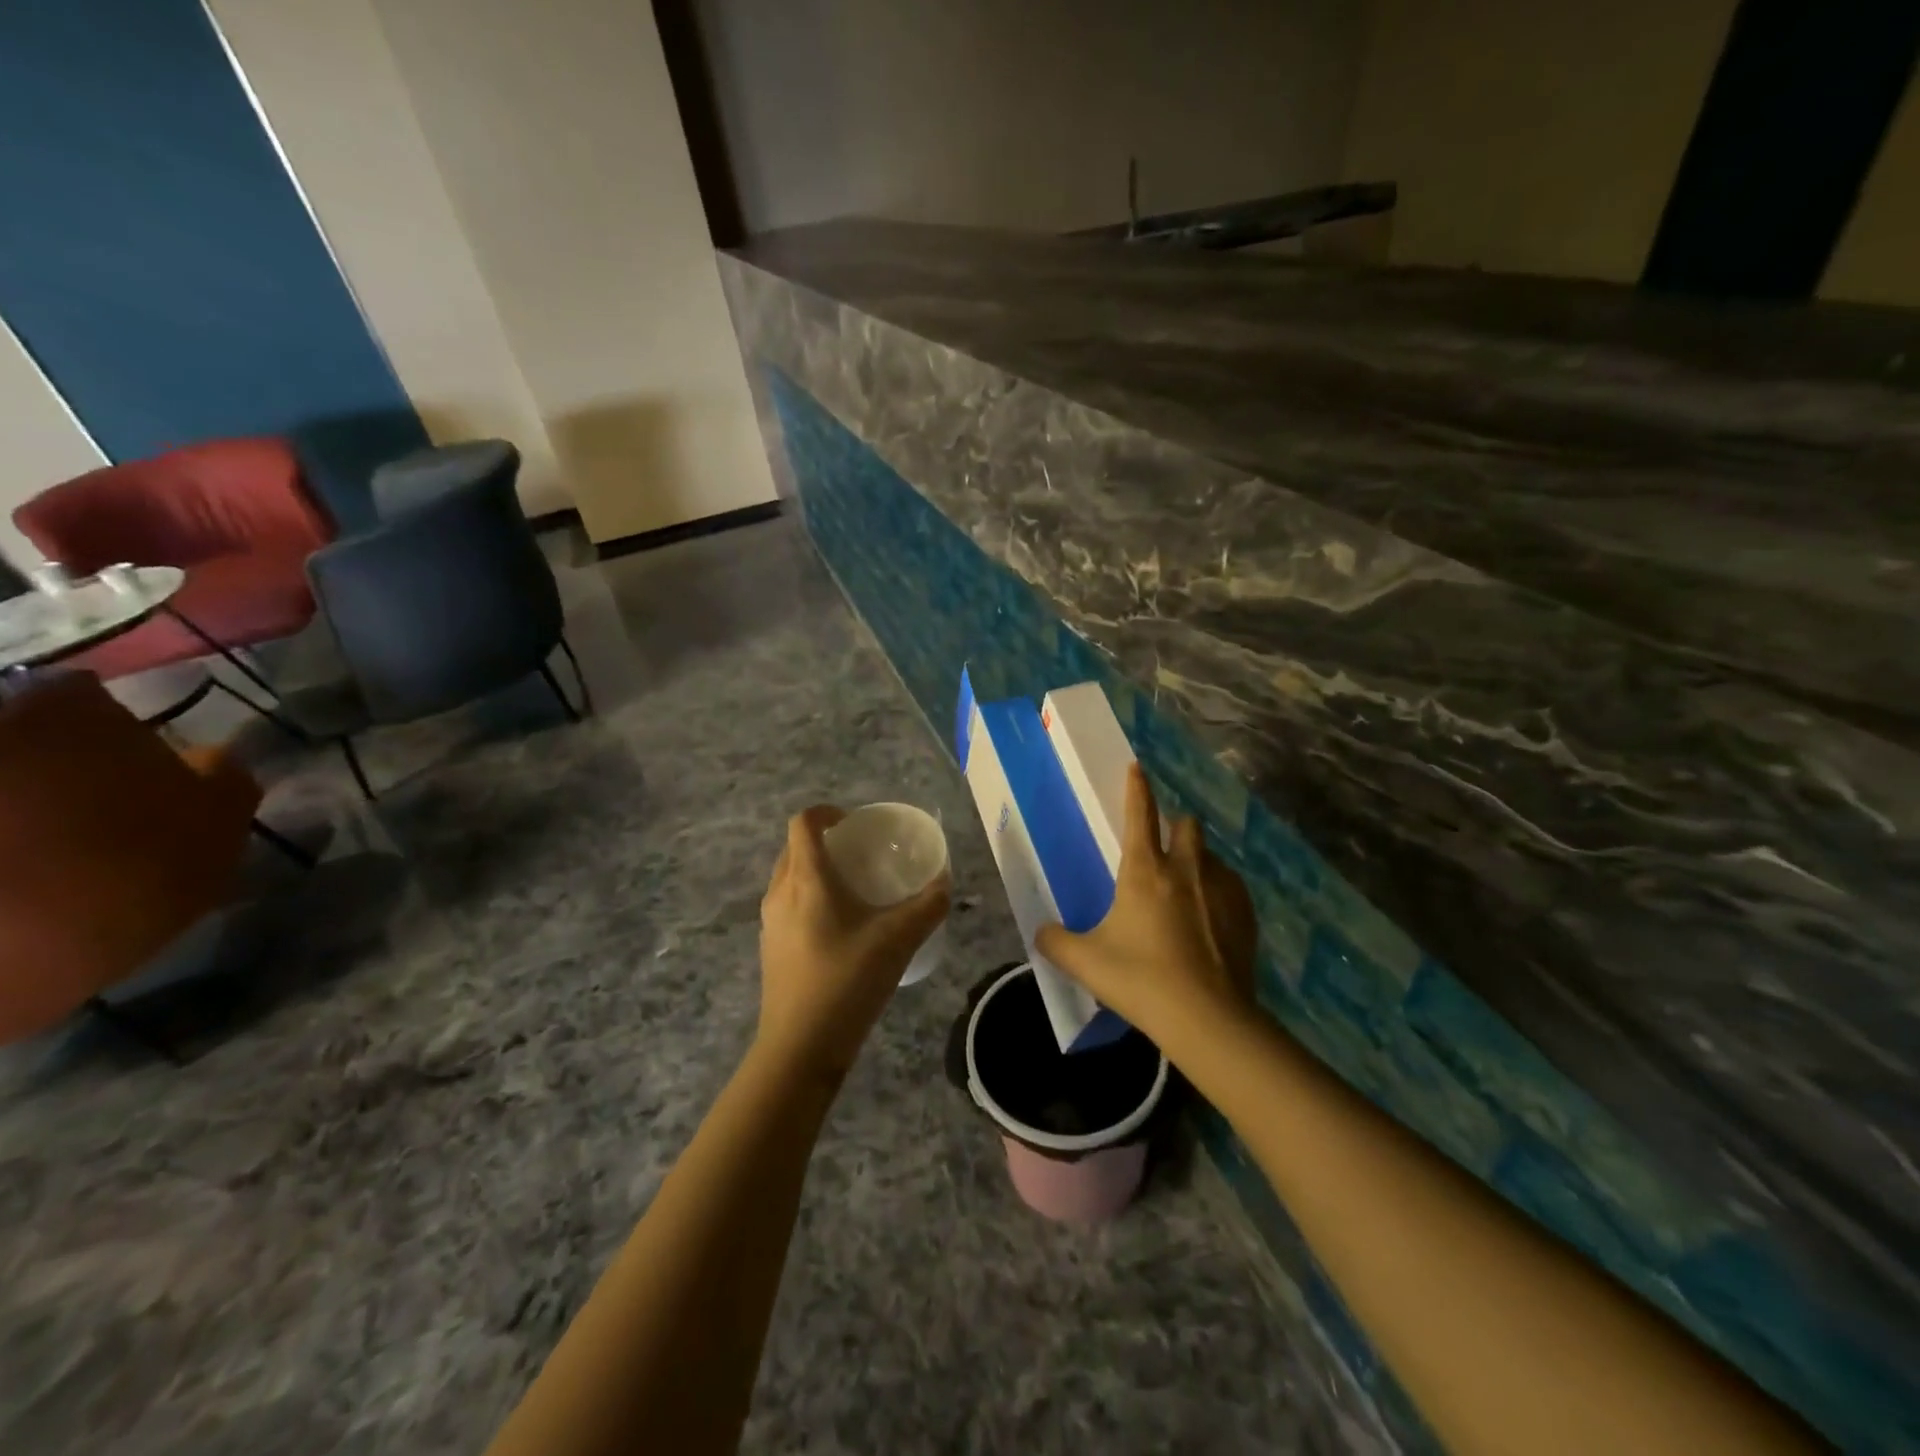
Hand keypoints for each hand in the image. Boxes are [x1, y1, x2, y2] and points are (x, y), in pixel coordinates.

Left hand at [757, 806, 950, 1080]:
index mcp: (807, 880)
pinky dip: (808, 898)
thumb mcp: (898, 940)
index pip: (803, 823)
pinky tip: (838, 928)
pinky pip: (787, 904)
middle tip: (860, 853)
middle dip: (824, 841)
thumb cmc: (847, 982)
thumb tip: (945, 882)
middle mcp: (780, 893)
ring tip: (851, 889)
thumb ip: (927, 906)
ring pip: (788, 877)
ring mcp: (770, 922)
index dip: (826, 812)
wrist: (800, 1048)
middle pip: (794, 848)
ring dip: (815, 870)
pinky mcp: (770, 948)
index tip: (855, 823)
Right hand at [1035, 765, 1258, 1050]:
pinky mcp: (1246, 915)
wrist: (1207, 1018)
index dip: (1136, 788)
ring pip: (1212, 857)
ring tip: (1187, 891)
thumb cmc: (1140, 980)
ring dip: (1199, 862)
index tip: (1137, 767)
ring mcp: (1222, 890)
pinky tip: (1211, 920)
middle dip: (1177, 827)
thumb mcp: (1086, 962)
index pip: (1139, 815)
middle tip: (1165, 849)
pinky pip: (1232, 887)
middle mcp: (1186, 869)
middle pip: (1187, 825)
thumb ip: (1056, 942)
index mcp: (1145, 871)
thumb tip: (1040, 933)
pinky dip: (1219, 892)